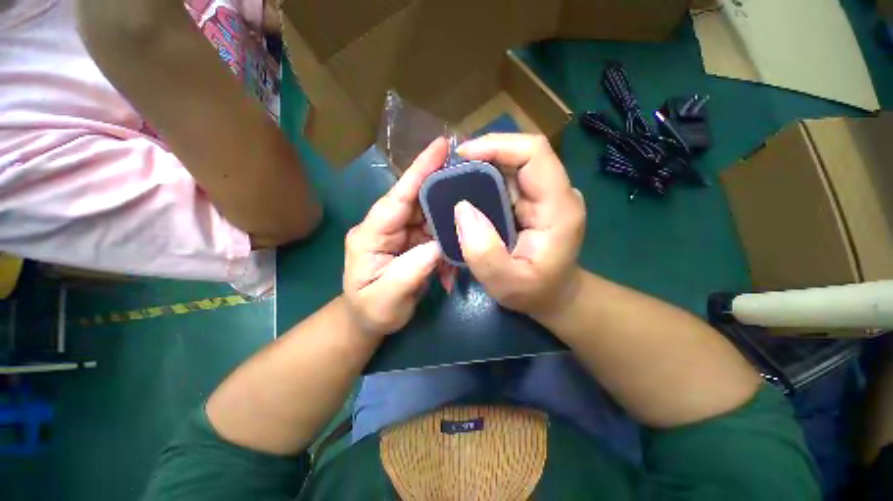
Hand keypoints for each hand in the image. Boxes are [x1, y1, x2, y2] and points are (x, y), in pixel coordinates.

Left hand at [343, 139, 446, 336]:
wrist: (367, 320)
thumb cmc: (370, 311)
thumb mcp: (386, 298)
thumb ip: (411, 271)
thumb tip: (439, 244)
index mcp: (370, 234)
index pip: (397, 197)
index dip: (419, 171)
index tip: (441, 146)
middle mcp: (385, 226)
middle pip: (418, 202)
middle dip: (444, 199)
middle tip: (472, 195)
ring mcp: (399, 233)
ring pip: (431, 218)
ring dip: (448, 232)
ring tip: (461, 248)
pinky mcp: (412, 242)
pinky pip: (434, 236)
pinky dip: (446, 250)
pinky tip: (449, 270)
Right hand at [454, 134, 585, 318]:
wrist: (555, 296)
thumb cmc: (535, 292)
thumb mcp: (506, 284)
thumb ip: (484, 253)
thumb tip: (462, 209)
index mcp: (559, 208)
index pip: (534, 153)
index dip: (497, 145)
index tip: (462, 155)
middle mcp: (556, 193)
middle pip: (521, 153)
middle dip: (483, 154)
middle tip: (449, 169)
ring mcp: (545, 195)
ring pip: (512, 164)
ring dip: (482, 166)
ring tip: (453, 178)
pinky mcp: (533, 201)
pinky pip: (508, 179)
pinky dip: (485, 179)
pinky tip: (467, 190)